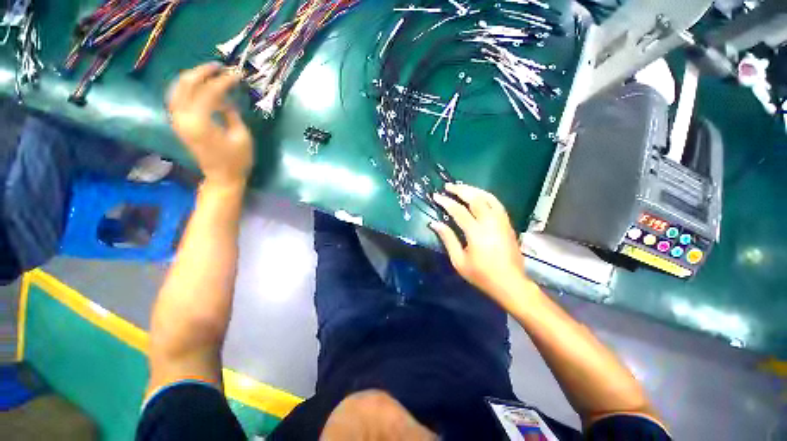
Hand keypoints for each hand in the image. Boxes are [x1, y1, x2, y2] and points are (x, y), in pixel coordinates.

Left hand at [168, 63, 253, 186]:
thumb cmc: (237, 160)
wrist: (222, 177)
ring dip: (191, 77)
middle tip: (219, 67)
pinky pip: (177, 98)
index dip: (224, 81)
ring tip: (207, 73)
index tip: (237, 74)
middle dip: (203, 72)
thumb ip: (232, 114)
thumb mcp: (242, 137)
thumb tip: (226, 100)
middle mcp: (183, 117)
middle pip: (186, 85)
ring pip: (177, 89)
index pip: (209, 92)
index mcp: (200, 122)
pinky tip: (197, 86)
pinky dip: (186, 88)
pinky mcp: (179, 123)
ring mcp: (178, 120)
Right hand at [430, 183, 530, 302]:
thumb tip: (435, 223)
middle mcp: (491, 223)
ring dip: (473, 190)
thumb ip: (448, 239)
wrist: (510, 283)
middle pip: (475, 198)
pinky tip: (478, 196)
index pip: (459, 211)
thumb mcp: (459, 261)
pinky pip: (497, 203)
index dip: (446, 202)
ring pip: (488, 197)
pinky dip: (486, 196)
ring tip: (461, 187)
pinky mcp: (508, 223)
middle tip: (448, 186)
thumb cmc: (482, 275)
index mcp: (476, 233)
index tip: (436, 196)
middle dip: (460, 190)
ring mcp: (502, 221)